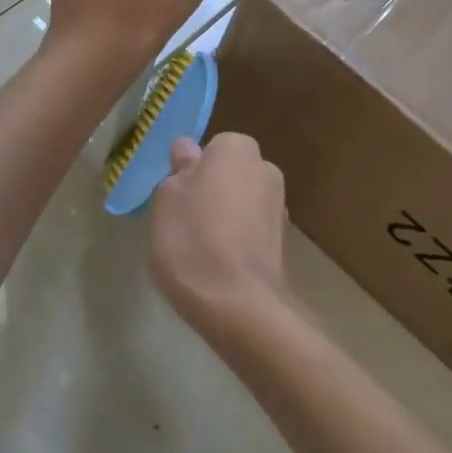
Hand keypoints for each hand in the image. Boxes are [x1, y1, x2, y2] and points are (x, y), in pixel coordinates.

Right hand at [148, 134, 290, 338]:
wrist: (239, 303)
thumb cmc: (192, 239)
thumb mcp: (166, 198)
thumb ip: (179, 171)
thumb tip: (188, 149)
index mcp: (237, 148)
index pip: (212, 148)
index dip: (192, 172)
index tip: (175, 197)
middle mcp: (266, 169)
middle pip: (231, 175)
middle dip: (213, 192)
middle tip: (184, 223)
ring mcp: (280, 207)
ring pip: (243, 204)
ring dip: (227, 219)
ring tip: (200, 252)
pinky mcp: (286, 244)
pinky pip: (253, 233)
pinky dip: (239, 243)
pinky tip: (220, 268)